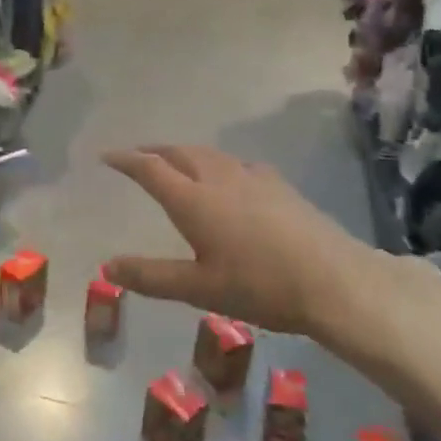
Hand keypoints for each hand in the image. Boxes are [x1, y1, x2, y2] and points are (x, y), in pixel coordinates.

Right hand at [103, 145, 440, 374]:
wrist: (333, 280)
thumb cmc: (259, 286)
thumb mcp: (198, 289)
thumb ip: (151, 276)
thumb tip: (107, 265)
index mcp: (194, 201)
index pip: (150, 169)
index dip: (126, 160)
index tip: (107, 156)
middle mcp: (219, 179)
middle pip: (179, 152)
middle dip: (154, 151)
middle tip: (137, 156)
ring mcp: (252, 177)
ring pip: (209, 154)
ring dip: (184, 153)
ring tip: (175, 161)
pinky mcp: (279, 185)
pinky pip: (236, 163)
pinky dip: (217, 163)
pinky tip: (227, 178)